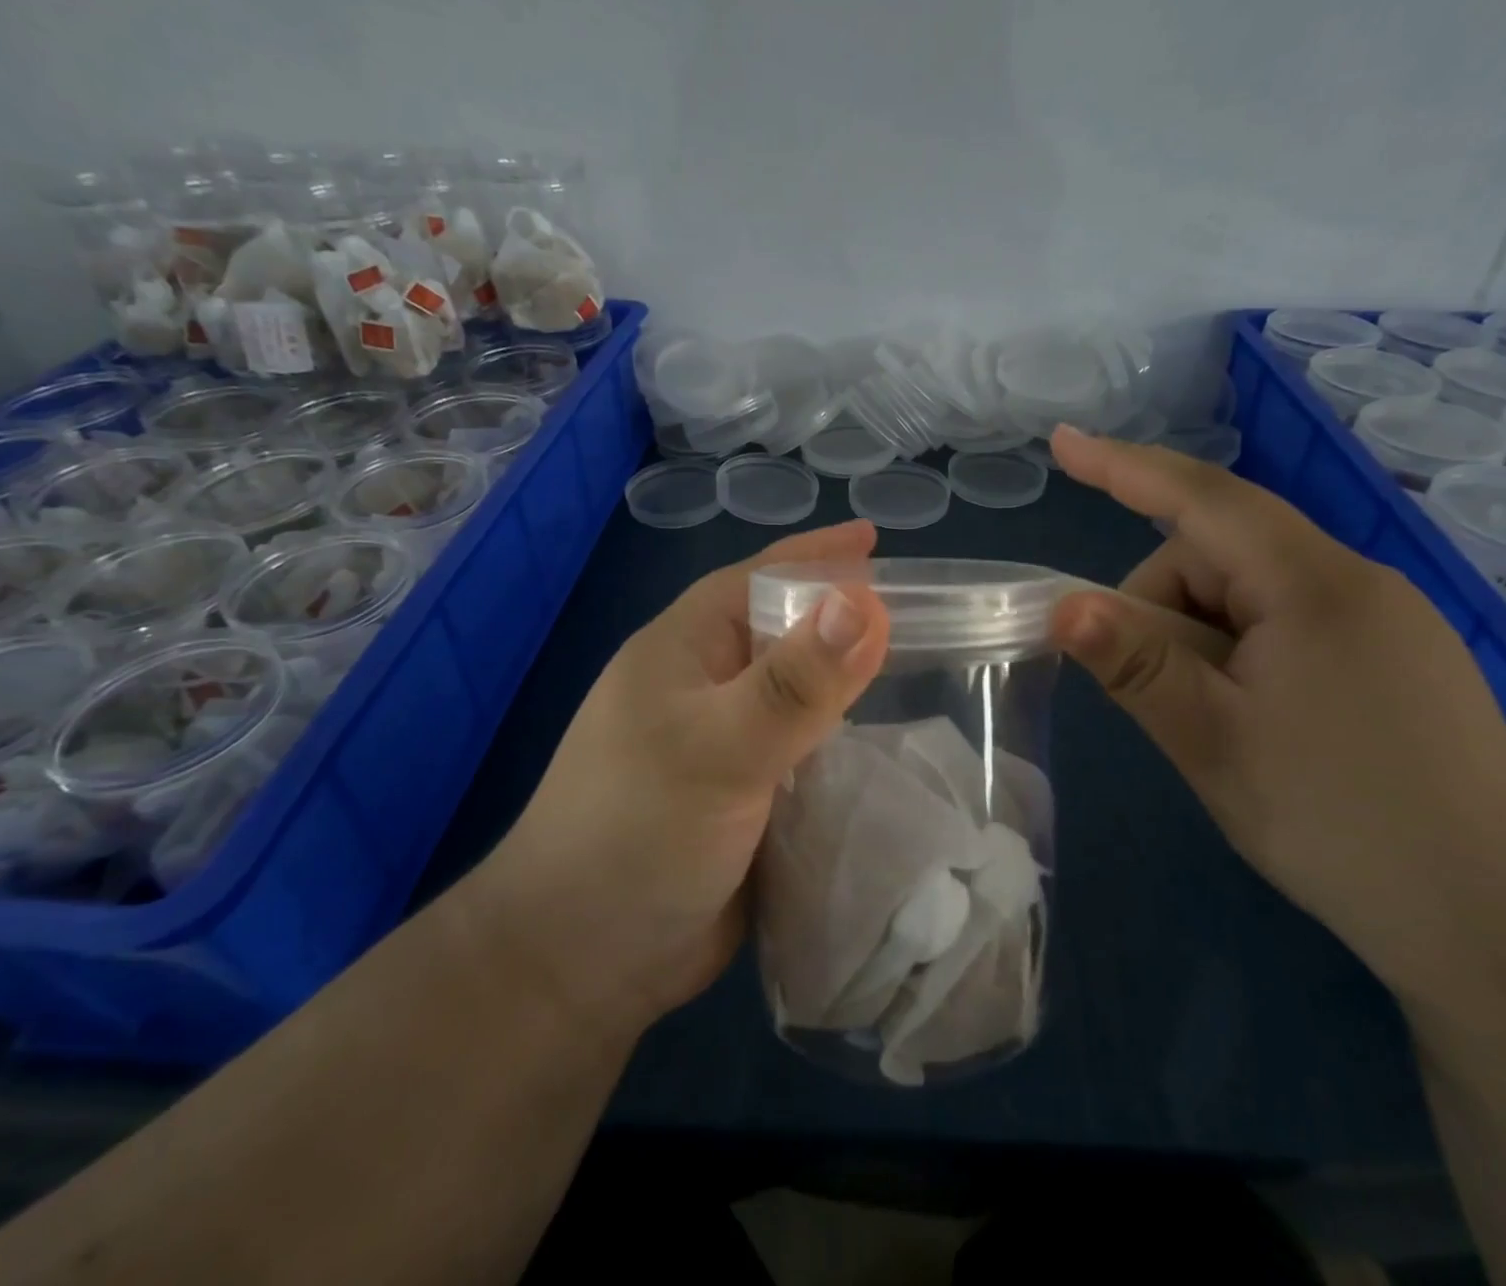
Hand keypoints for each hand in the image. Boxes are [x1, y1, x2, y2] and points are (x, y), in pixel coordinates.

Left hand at [473, 520, 890, 1041]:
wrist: (582, 963)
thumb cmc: (636, 833)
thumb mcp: (720, 748)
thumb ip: (795, 682)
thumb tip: (867, 601)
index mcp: (686, 649)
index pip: (760, 578)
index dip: (817, 556)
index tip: (877, 541)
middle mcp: (706, 686)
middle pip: (788, 633)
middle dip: (846, 617)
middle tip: (922, 611)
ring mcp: (726, 743)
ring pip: (802, 695)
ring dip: (850, 682)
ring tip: (922, 669)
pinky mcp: (746, 796)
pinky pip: (807, 750)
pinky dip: (846, 741)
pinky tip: (891, 743)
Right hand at [1047, 426, 1505, 995]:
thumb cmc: (1342, 824)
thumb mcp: (1213, 742)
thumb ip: (1136, 664)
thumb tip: (1063, 605)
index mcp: (1314, 586)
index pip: (1203, 498)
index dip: (1124, 467)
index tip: (1062, 443)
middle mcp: (1356, 582)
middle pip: (1221, 557)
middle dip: (1164, 610)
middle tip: (1156, 698)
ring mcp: (1386, 620)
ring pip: (1251, 595)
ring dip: (1204, 642)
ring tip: (1215, 726)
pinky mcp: (1397, 658)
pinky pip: (1289, 624)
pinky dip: (1243, 653)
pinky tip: (1256, 721)